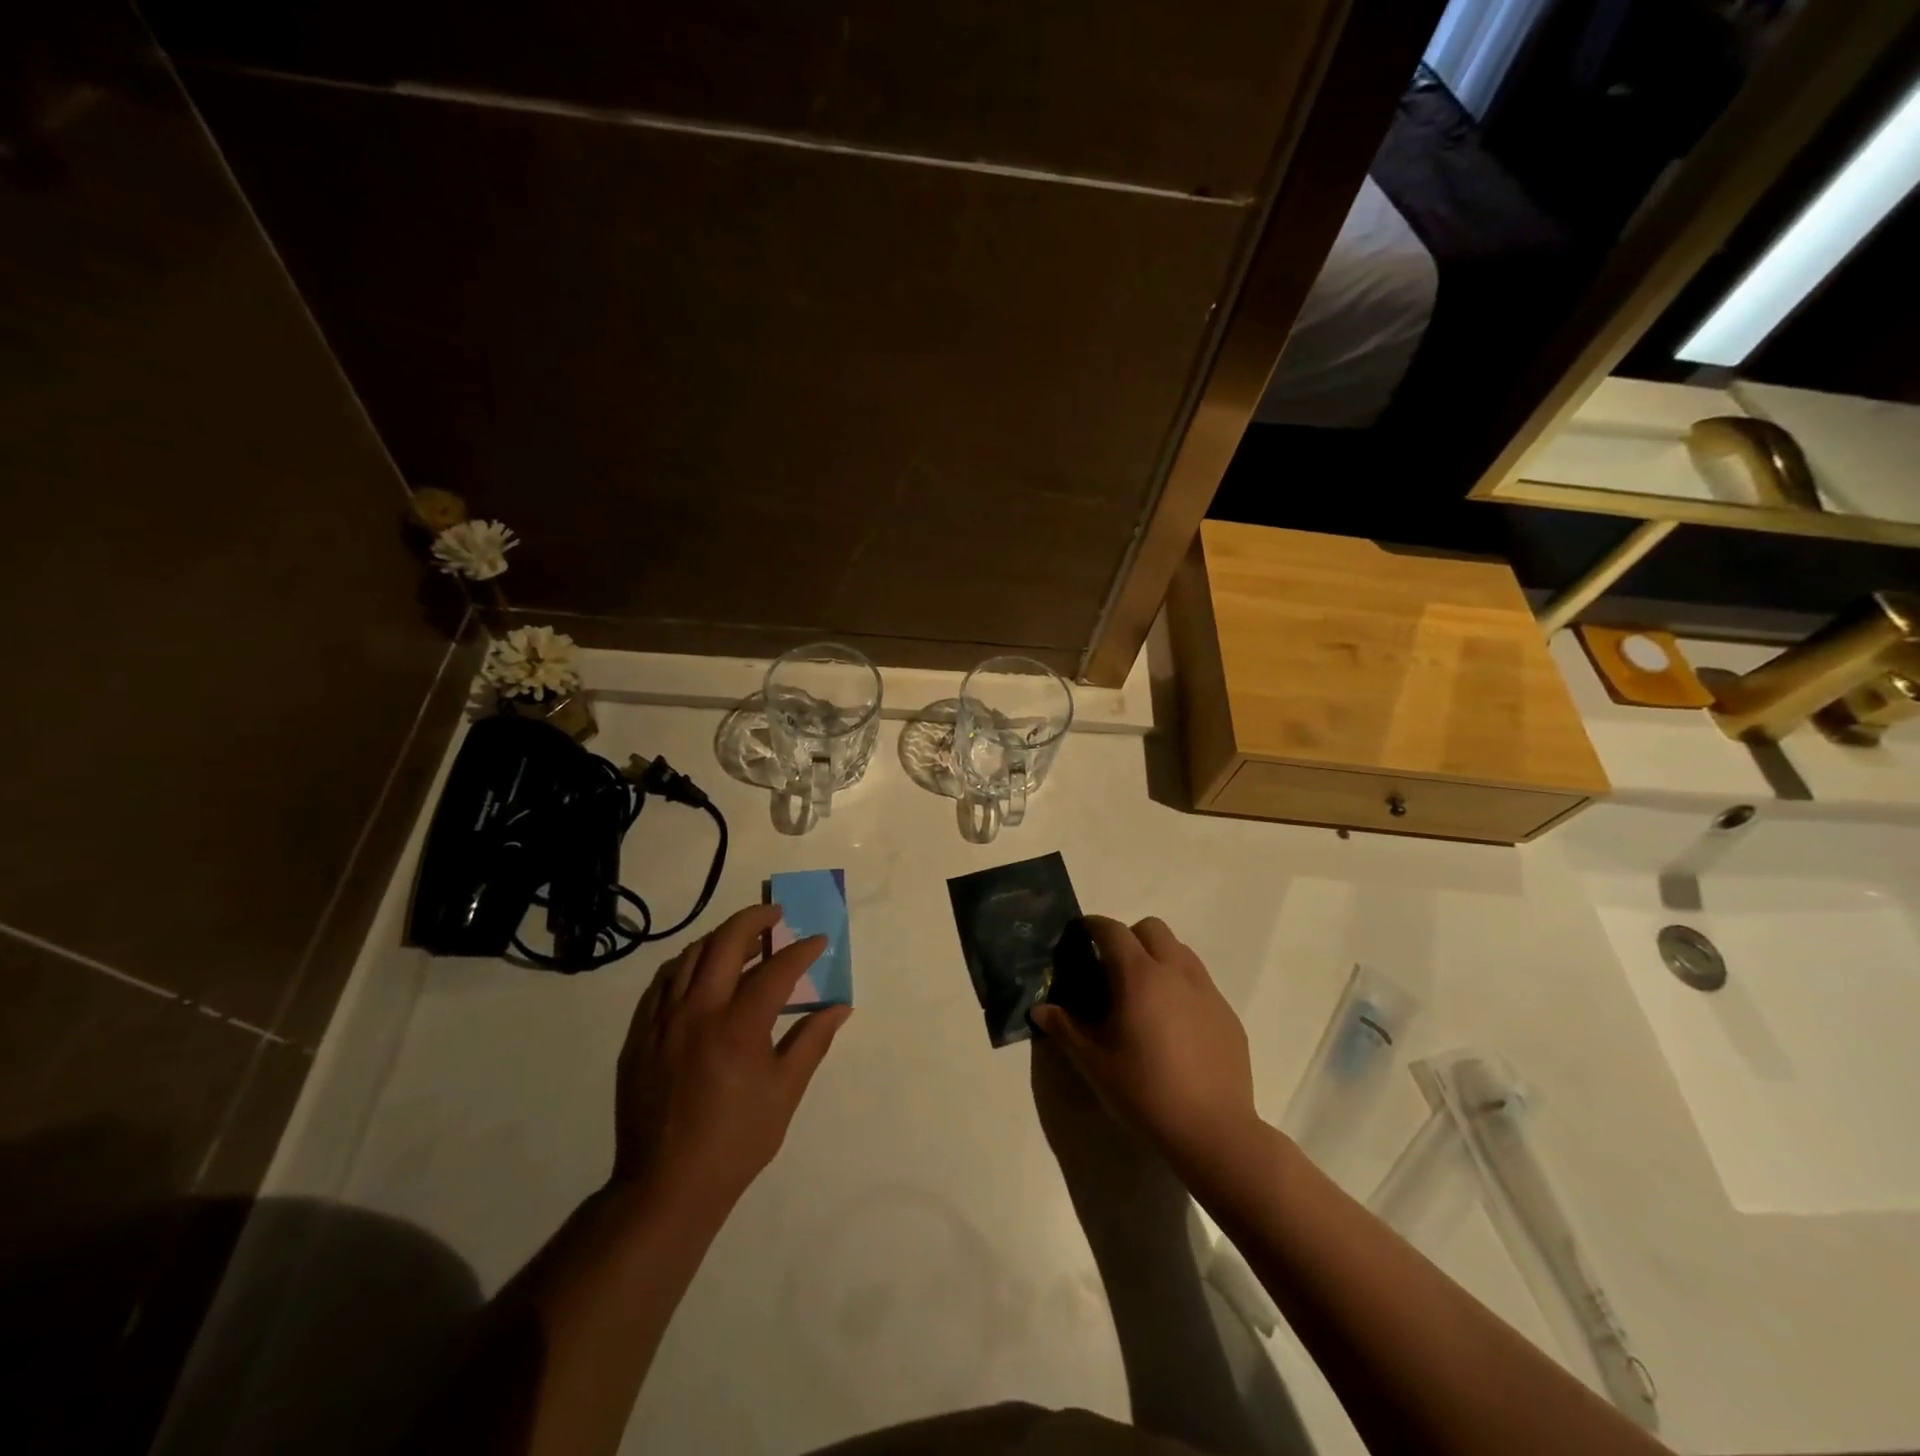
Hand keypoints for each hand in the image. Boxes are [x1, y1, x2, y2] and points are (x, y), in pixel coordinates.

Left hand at [611, 904, 850, 1219]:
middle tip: (775, 914)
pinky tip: (699, 972)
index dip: (801, 951)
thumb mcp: (784, 1093)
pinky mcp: (640, 1036)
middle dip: (754, 919)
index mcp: (737, 1027)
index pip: (776, 970)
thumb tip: (840, 1007)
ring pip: (689, 957)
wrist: (666, 1186)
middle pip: (724, 943)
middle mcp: (697, 1012)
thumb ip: (811, 1042)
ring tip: (742, 938)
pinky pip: (662, 983)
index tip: (818, 941)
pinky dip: (686, 965)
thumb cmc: (735, 1141)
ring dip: (719, 939)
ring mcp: (663, 1022)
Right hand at [1030, 916, 1257, 1176]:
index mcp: (1139, 976)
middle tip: (1113, 968)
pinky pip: (1200, 982)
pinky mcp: (1227, 1014)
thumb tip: (1039, 1009)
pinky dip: (1181, 986)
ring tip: (1144, 994)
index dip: (1093, 926)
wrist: (1213, 1131)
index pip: (1112, 930)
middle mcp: (1176, 972)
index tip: (1080, 934)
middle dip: (1129, 937)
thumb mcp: (1094, 1063)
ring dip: (1158, 957)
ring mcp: (1207, 991)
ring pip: (1180, 950)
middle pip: (1152, 928)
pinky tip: (1174, 1025)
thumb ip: (1064, 1028)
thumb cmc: (1145, 1092)